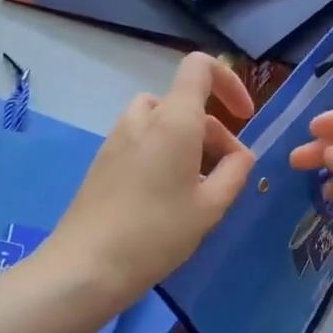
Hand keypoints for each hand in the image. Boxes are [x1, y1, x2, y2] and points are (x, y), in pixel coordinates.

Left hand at [49, 53, 254, 308]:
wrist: (87, 265)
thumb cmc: (158, 232)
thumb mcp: (211, 206)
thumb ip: (236, 171)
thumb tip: (241, 154)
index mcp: (175, 119)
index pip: (200, 67)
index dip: (229, 81)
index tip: (245, 115)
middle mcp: (144, 117)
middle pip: (187, 104)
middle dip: (215, 133)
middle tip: (228, 176)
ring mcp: (118, 136)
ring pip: (164, 123)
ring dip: (189, 143)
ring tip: (199, 187)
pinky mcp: (104, 159)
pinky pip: (144, 140)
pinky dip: (164, 153)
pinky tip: (168, 197)